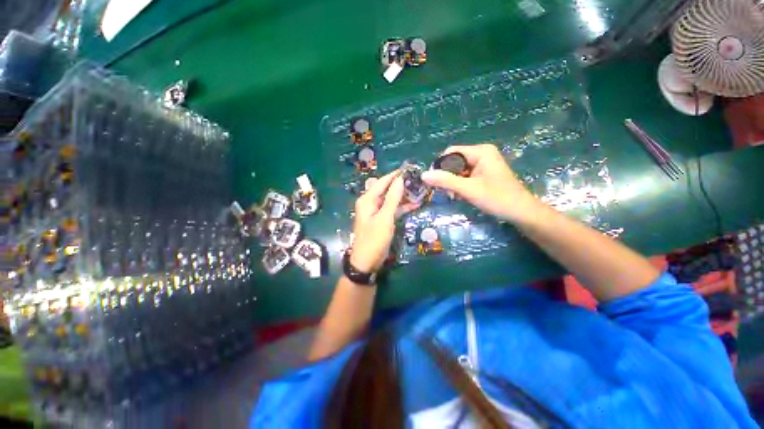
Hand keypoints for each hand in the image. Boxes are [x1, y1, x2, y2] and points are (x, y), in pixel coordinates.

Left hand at [350, 170, 417, 272]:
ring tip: (419, 190)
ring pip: (391, 200)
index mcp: (367, 199)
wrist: (367, 262)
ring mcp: (376, 212)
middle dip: (401, 185)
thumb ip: (392, 198)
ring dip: (403, 196)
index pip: (382, 182)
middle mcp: (370, 203)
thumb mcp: (385, 218)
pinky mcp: (382, 220)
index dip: (395, 175)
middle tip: (417, 180)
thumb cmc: (374, 239)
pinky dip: (402, 207)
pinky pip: (392, 209)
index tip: (409, 168)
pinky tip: (415, 204)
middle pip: (387, 189)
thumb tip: (400, 180)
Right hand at [421, 144, 538, 221]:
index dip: (440, 165)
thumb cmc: (496, 198)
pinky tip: (461, 195)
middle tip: (446, 192)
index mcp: (481, 151)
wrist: (520, 212)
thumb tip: (424, 175)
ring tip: (455, 196)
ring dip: (454, 183)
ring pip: (459, 170)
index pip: (451, 152)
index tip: (434, 181)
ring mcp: (484, 163)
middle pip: (455, 161)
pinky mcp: (485, 173)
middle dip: (448, 176)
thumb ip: (445, 181)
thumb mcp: (468, 189)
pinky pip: (466, 175)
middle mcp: (482, 153)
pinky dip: (461, 185)